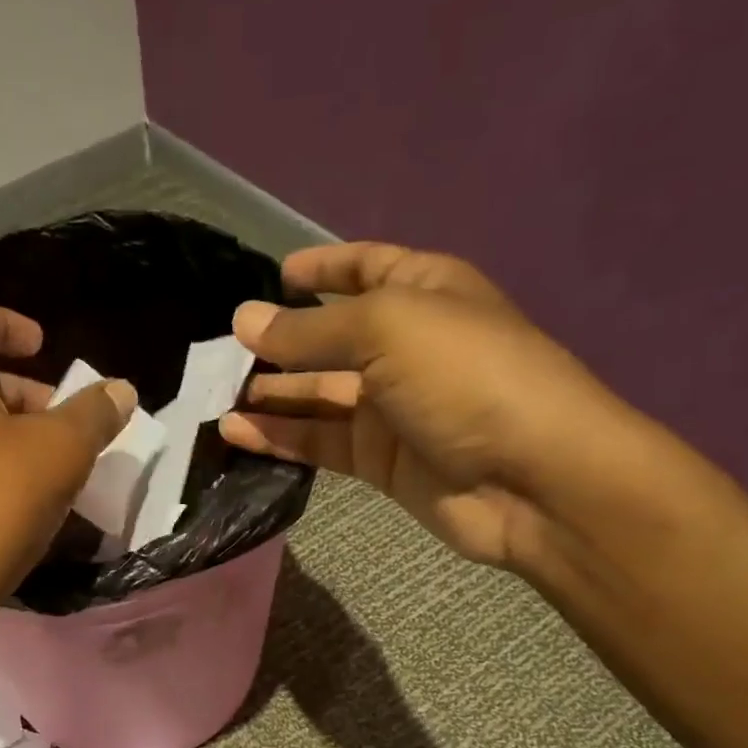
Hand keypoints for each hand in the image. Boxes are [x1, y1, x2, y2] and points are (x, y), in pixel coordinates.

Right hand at [219, 242, 636, 569]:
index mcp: (423, 293)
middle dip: (280, 342)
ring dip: (271, 395)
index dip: (325, 269)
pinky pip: (321, 442)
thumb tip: (243, 320)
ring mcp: (392, 409)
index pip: (368, 268)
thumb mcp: (386, 330)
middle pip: (331, 339)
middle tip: (221, 353)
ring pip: (319, 396)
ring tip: (215, 397)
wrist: (532, 479)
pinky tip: (235, 433)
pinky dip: (280, 437)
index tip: (276, 274)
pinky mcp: (380, 462)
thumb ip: (309, 331)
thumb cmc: (467, 377)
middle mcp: (406, 347)